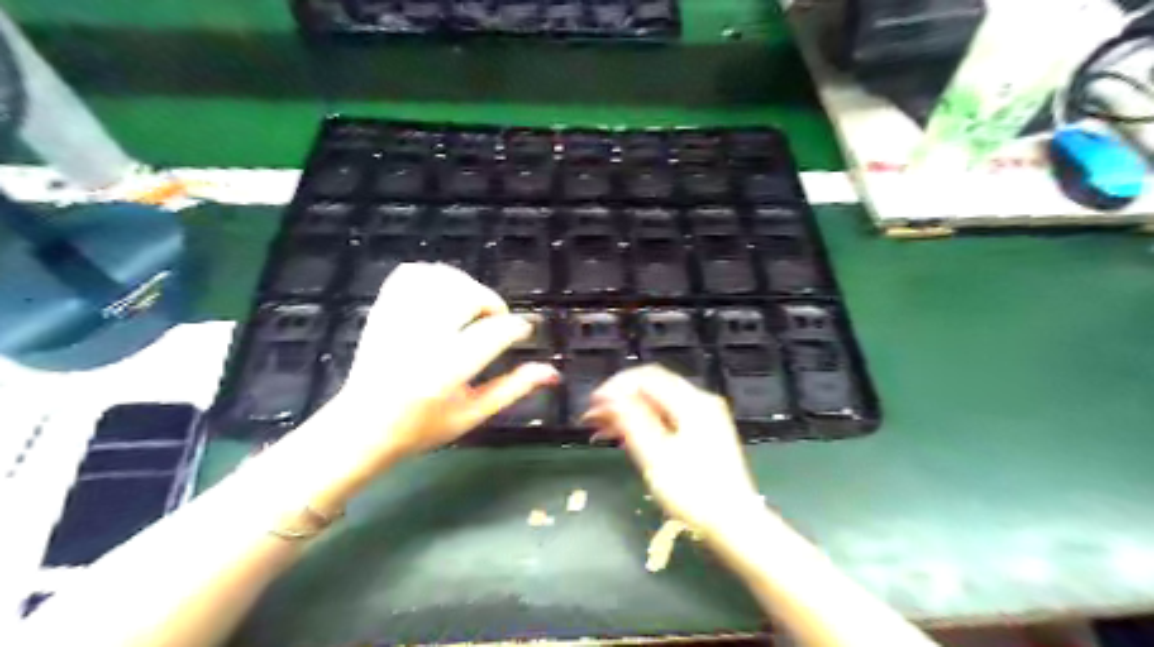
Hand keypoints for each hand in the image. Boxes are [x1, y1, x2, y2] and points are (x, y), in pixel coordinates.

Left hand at [328, 263, 557, 459]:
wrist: (362, 426)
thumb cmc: (422, 427)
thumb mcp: (473, 414)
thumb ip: (513, 389)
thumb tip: (551, 372)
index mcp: (447, 372)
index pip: (494, 334)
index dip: (516, 328)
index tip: (523, 332)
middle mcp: (422, 340)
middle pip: (468, 296)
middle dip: (492, 303)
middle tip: (495, 323)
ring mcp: (398, 321)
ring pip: (441, 279)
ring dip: (466, 286)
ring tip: (471, 308)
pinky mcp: (383, 310)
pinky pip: (410, 274)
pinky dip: (434, 276)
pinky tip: (444, 295)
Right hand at [587, 368, 763, 532]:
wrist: (734, 524)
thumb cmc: (693, 493)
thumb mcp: (655, 456)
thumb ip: (631, 420)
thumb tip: (608, 397)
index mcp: (692, 402)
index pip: (646, 377)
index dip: (615, 386)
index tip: (592, 405)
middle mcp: (699, 402)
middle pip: (652, 386)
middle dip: (619, 398)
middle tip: (592, 416)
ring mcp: (703, 417)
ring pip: (657, 402)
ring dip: (628, 411)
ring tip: (601, 429)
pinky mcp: (702, 433)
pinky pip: (667, 416)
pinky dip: (644, 422)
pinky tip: (624, 437)